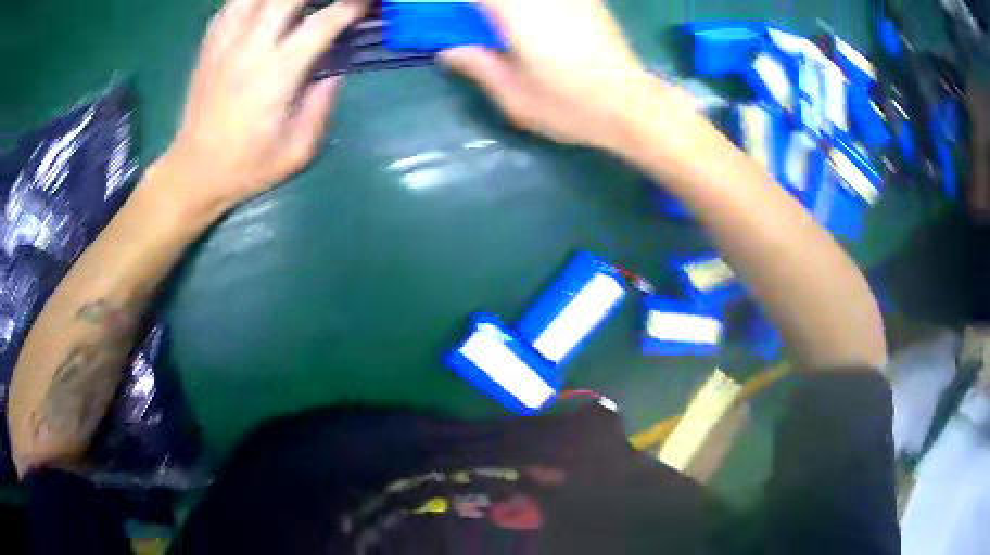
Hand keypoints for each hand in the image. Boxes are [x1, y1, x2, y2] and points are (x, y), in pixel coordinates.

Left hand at [162, 0, 366, 212]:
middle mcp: (249, 49)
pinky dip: (248, 1)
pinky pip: (229, 8)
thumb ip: (320, 109)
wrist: (194, 173)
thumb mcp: (295, 152)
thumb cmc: (246, 166)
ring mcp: (224, 46)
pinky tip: (260, 7)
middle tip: (331, 0)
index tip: (364, 5)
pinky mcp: (208, 50)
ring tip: (294, 5)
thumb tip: (334, 76)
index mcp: (276, 74)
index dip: (350, 7)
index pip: (322, 24)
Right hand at [439, 0, 666, 149]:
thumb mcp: (514, 96)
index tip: (442, 13)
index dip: (454, 4)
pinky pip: (547, 1)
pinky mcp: (588, 1)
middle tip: (471, 22)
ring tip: (498, 28)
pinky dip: (528, 7)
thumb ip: (478, 66)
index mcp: (515, 12)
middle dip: (480, 7)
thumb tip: (448, 51)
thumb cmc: (570, 106)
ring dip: (502, 8)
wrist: (632, 106)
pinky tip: (530, 21)